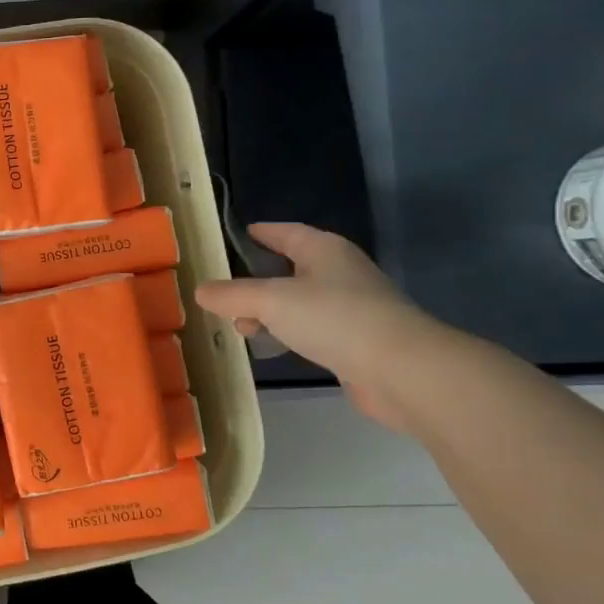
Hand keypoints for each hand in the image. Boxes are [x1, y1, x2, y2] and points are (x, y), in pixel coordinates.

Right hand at [195, 222, 448, 431]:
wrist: (403, 371)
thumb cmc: (334, 319)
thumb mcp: (270, 301)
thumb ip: (232, 295)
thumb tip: (200, 290)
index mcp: (324, 250)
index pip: (286, 232)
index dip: (262, 233)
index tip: (238, 235)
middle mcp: (340, 273)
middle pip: (291, 268)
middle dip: (257, 280)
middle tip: (226, 292)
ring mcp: (352, 308)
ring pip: (300, 302)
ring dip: (270, 311)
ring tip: (241, 326)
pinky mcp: (357, 341)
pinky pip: (312, 328)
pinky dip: (289, 332)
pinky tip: (273, 346)